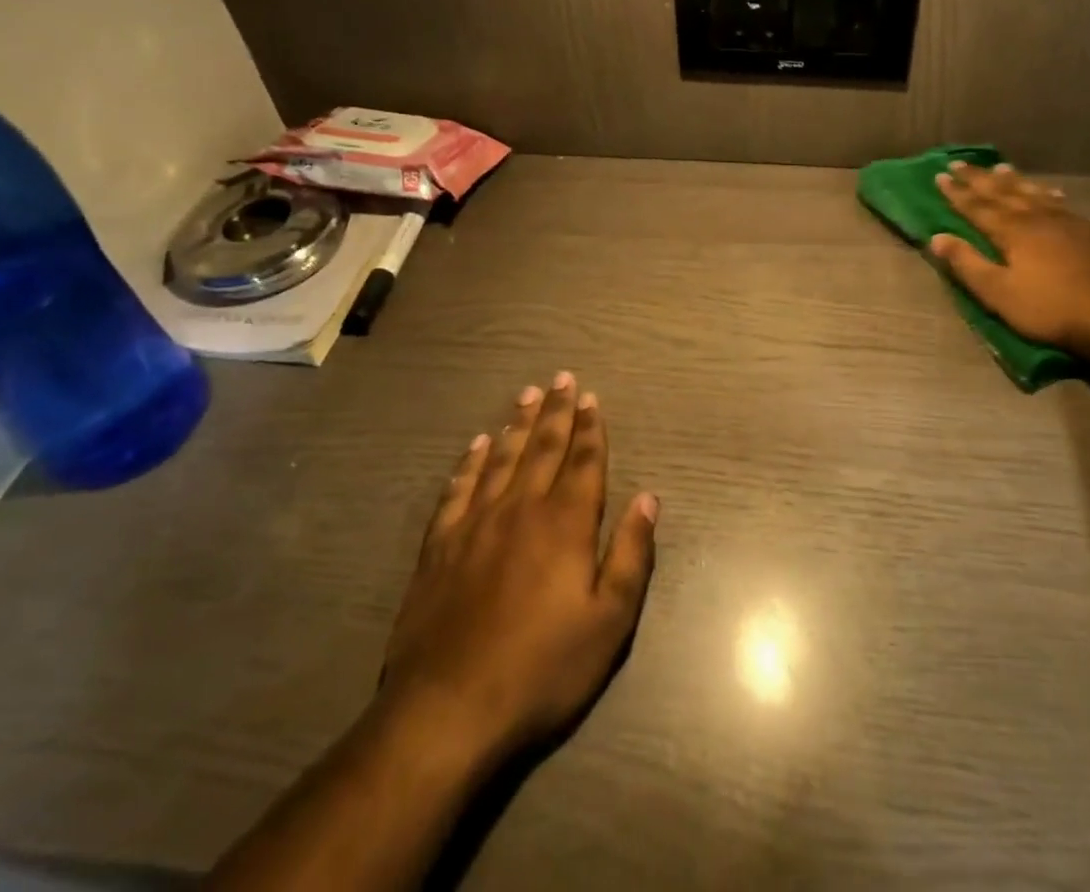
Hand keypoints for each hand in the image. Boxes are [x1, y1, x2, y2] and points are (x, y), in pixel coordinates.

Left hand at [379, 373, 657, 764]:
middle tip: (561, 378)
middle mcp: (521, 509)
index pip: (584, 462)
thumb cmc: (541, 669)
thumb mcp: (608, 621)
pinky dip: (470, 463)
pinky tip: (477, 445)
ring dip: (517, 425)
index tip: (591, 398)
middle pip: (543, 448)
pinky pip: (458, 489)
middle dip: (556, 412)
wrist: (447, 710)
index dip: (590, 428)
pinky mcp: (439, 547)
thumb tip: (649, 498)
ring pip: (501, 459)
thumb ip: (631, 554)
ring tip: (526, 395)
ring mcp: (476, 524)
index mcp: (566, 523)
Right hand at [930, 161, 1089, 358]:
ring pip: (1036, 193)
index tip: (940, 175)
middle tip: (960, 162)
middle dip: (979, 178)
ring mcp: (1070, 222)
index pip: (977, 207)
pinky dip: (1053, 196)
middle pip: (1003, 192)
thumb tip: (937, 238)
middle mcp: (1038, 218)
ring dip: (1016, 181)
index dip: (957, 192)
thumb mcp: (1000, 293)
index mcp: (1012, 231)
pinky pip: (1066, 206)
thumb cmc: (1052, 308)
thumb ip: (968, 264)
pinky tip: (1057, 195)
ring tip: (1003, 167)